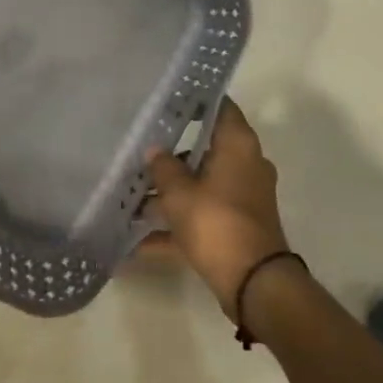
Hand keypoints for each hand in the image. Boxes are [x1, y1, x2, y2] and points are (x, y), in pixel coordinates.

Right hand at [144, 99, 290, 322]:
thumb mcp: (179, 193)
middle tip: (137, 147)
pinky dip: (175, 227)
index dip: (194, 100)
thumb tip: (154, 151)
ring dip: (169, 193)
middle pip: (205, 149)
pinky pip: (200, 218)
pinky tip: (137, 243)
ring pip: (200, 185)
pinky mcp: (236, 226)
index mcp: (238, 146)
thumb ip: (163, 167)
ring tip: (130, 196)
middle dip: (171, 152)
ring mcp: (242, 198)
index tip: (166, 99)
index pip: (219, 108)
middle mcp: (245, 165)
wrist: (253, 282)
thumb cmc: (216, 222)